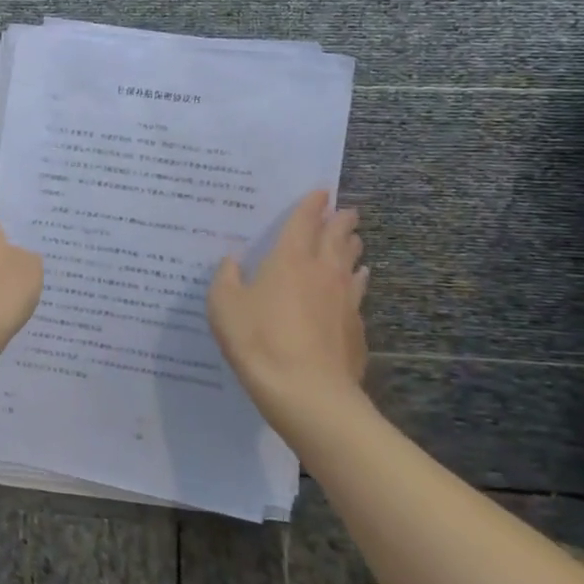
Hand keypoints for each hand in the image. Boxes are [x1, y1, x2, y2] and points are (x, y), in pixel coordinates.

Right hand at [208, 191, 370, 423]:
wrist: (307, 392)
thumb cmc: (259, 340)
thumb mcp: (224, 306)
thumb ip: (226, 278)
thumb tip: (233, 261)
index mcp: (289, 259)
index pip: (304, 222)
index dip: (312, 205)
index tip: (322, 191)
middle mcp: (322, 271)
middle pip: (336, 238)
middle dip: (341, 221)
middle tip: (347, 210)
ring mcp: (344, 299)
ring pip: (352, 263)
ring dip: (352, 247)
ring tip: (355, 239)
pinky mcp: (356, 326)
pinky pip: (358, 292)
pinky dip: (358, 280)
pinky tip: (359, 281)